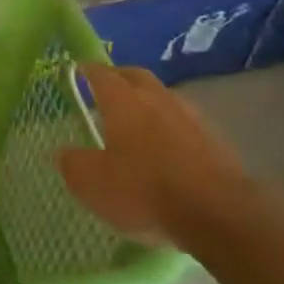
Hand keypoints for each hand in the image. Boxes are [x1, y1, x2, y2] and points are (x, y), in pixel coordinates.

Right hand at [57, 64, 252, 249]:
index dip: (87, 70)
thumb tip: (64, 153)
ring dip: (148, 101)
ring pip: (163, 98)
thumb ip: (73, 164)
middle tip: (106, 86)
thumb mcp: (92, 184)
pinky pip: (185, 123)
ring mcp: (190, 117)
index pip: (101, 74)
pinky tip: (167, 147)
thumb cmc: (145, 191)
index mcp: (123, 101)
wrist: (219, 214)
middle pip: (136, 76)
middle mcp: (157, 99)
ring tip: (136, 119)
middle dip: (119, 77)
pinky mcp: (216, 141)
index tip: (77, 69)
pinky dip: (170, 127)